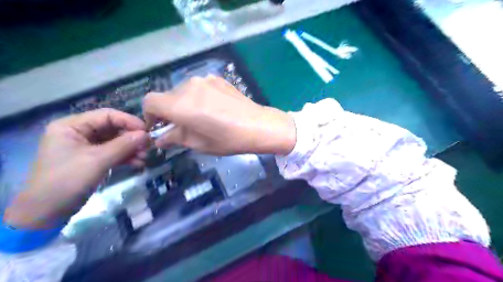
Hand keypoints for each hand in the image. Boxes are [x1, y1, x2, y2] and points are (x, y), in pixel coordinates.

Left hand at [4, 107, 148, 228]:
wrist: (47, 213)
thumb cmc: (67, 181)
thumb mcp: (97, 160)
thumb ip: (124, 145)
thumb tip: (147, 135)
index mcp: (72, 126)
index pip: (107, 115)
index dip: (129, 121)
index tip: (147, 132)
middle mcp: (79, 133)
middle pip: (113, 128)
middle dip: (132, 137)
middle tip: (149, 146)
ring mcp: (86, 147)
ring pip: (116, 141)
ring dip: (132, 148)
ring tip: (145, 157)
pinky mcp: (93, 160)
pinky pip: (114, 153)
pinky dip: (126, 157)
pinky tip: (138, 163)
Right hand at [143, 76, 295, 155]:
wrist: (257, 125)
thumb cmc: (227, 139)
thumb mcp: (198, 143)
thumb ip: (175, 138)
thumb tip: (160, 138)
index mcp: (179, 105)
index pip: (149, 102)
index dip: (150, 115)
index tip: (160, 127)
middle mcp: (188, 87)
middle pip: (167, 97)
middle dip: (169, 112)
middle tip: (182, 126)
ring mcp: (204, 80)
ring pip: (183, 91)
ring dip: (184, 104)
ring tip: (201, 117)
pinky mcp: (217, 78)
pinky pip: (199, 87)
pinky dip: (198, 97)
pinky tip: (213, 108)